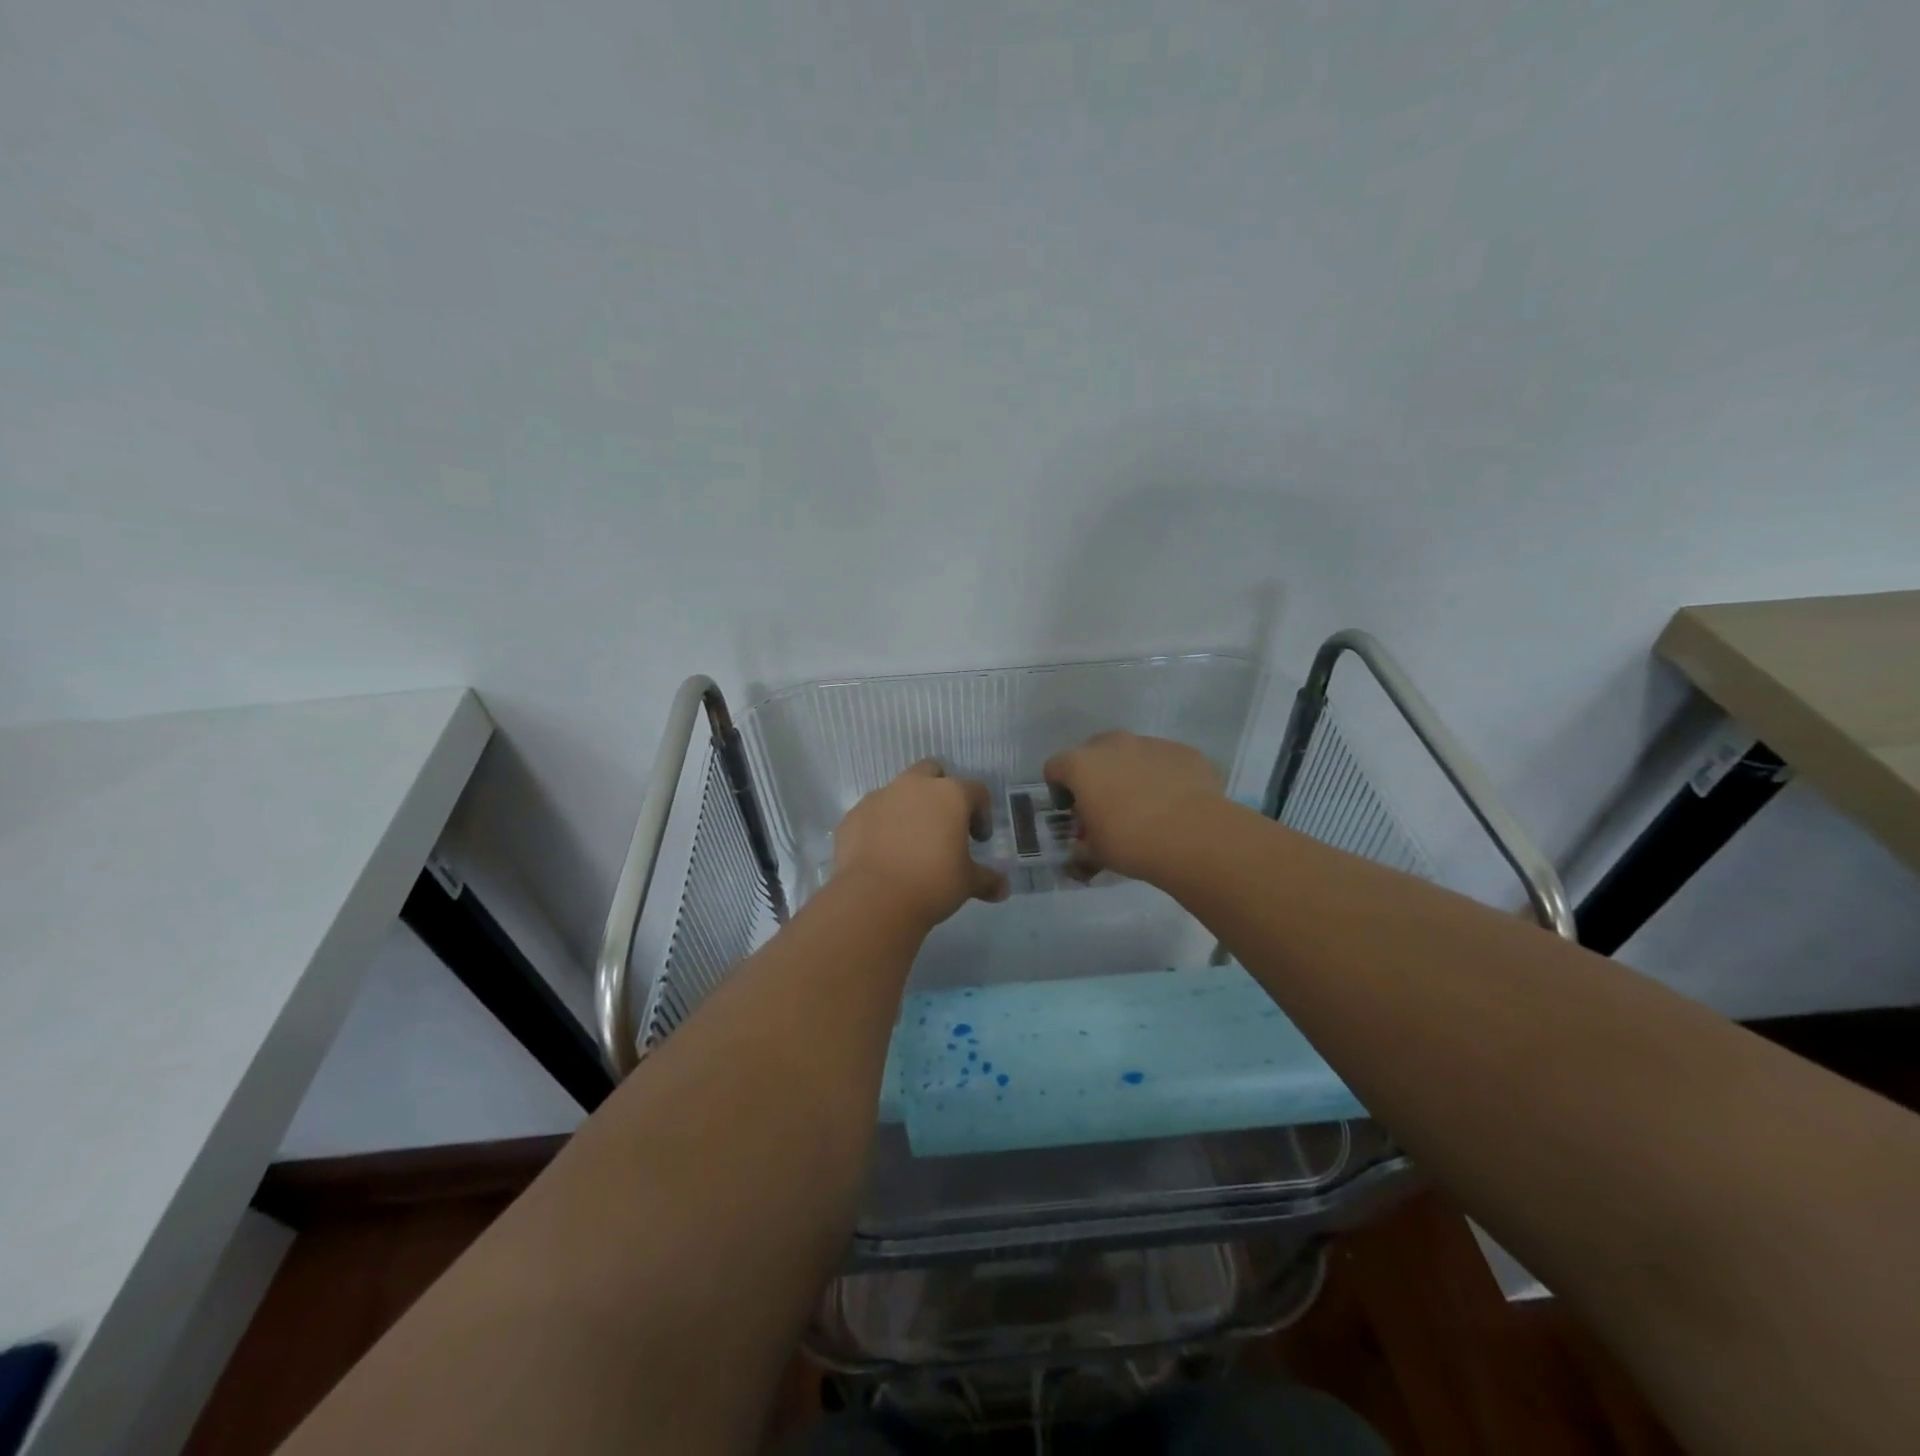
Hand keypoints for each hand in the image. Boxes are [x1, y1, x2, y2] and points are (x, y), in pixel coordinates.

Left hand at [833, 760, 1009, 928]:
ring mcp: (880, 797)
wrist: (874, 898)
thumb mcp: (967, 883)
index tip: (978, 839)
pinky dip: (880, 826)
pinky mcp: (853, 815)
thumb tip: (1003, 889)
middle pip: (932, 772)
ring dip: (908, 808)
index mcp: (950, 794)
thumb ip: (987, 880)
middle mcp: (914, 786)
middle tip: (943, 824)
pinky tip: (883, 853)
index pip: (976, 790)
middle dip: (940, 791)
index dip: (981, 813)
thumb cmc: (932, 883)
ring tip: (910, 842)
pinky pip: (873, 813)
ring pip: (899, 790)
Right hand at [1043, 731, 1223, 882]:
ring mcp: (1150, 743)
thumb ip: (1082, 845)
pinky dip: (1162, 776)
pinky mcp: (1183, 751)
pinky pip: (1163, 761)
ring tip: (1145, 807)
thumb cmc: (1131, 842)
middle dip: (1096, 776)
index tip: (1072, 812)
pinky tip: (1173, 804)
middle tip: (1107, 807)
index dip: (1059, 790)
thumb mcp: (1095, 852)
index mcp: (1081, 764)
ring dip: (1130, 773)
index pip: (1054, 768)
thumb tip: (1083, 848)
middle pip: (1093, 753)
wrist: (1194, 836)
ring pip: (1131, 754)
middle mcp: (1113, 744)